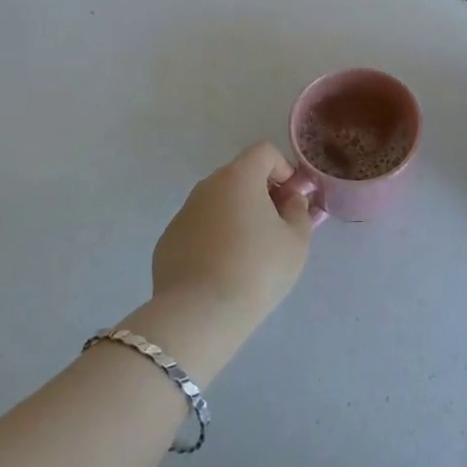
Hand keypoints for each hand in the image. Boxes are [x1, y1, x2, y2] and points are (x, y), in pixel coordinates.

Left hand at [149, 142, 314, 329]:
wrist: (200, 314)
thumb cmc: (257, 269)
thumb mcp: (296, 240)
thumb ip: (298, 210)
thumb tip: (291, 199)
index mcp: (239, 177)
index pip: (264, 151)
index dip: (283, 169)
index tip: (292, 200)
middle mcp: (207, 186)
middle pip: (240, 176)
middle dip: (261, 193)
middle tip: (276, 228)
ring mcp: (183, 213)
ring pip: (217, 203)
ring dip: (236, 216)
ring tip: (248, 254)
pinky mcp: (167, 241)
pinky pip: (199, 228)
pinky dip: (213, 238)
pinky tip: (221, 270)